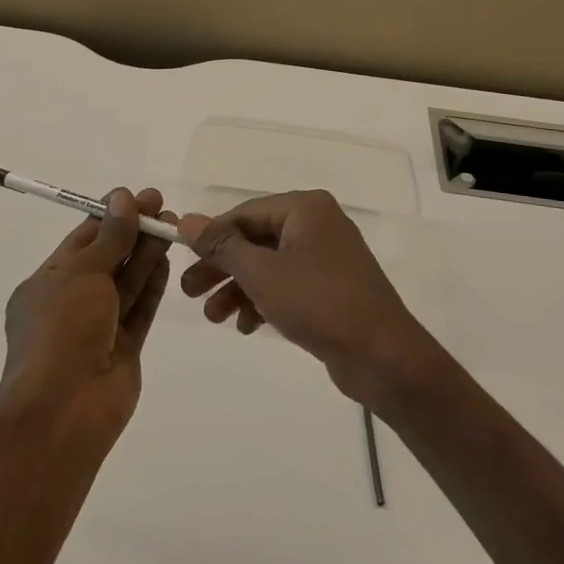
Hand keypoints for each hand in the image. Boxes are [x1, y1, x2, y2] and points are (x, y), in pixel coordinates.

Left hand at [0, 187, 170, 441]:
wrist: (64, 408)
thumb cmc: (62, 330)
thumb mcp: (83, 273)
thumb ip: (110, 237)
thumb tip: (123, 197)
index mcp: (46, 283)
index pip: (81, 240)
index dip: (109, 216)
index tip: (137, 196)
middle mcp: (71, 303)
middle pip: (107, 259)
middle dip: (133, 232)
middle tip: (162, 207)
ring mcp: (98, 328)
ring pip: (126, 283)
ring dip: (146, 253)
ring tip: (171, 225)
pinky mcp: (123, 349)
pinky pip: (140, 309)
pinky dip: (152, 284)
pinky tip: (166, 259)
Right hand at [175, 190, 436, 406]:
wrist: (382, 355)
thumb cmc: (318, 302)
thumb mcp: (261, 272)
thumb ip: (222, 245)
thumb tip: (186, 220)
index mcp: (305, 208)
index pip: (244, 213)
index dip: (210, 236)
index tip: (181, 259)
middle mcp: (317, 224)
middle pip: (256, 240)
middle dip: (221, 267)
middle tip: (188, 292)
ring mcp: (327, 257)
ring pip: (269, 265)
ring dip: (238, 288)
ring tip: (213, 318)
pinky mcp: (332, 287)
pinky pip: (288, 285)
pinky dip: (264, 300)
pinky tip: (245, 326)